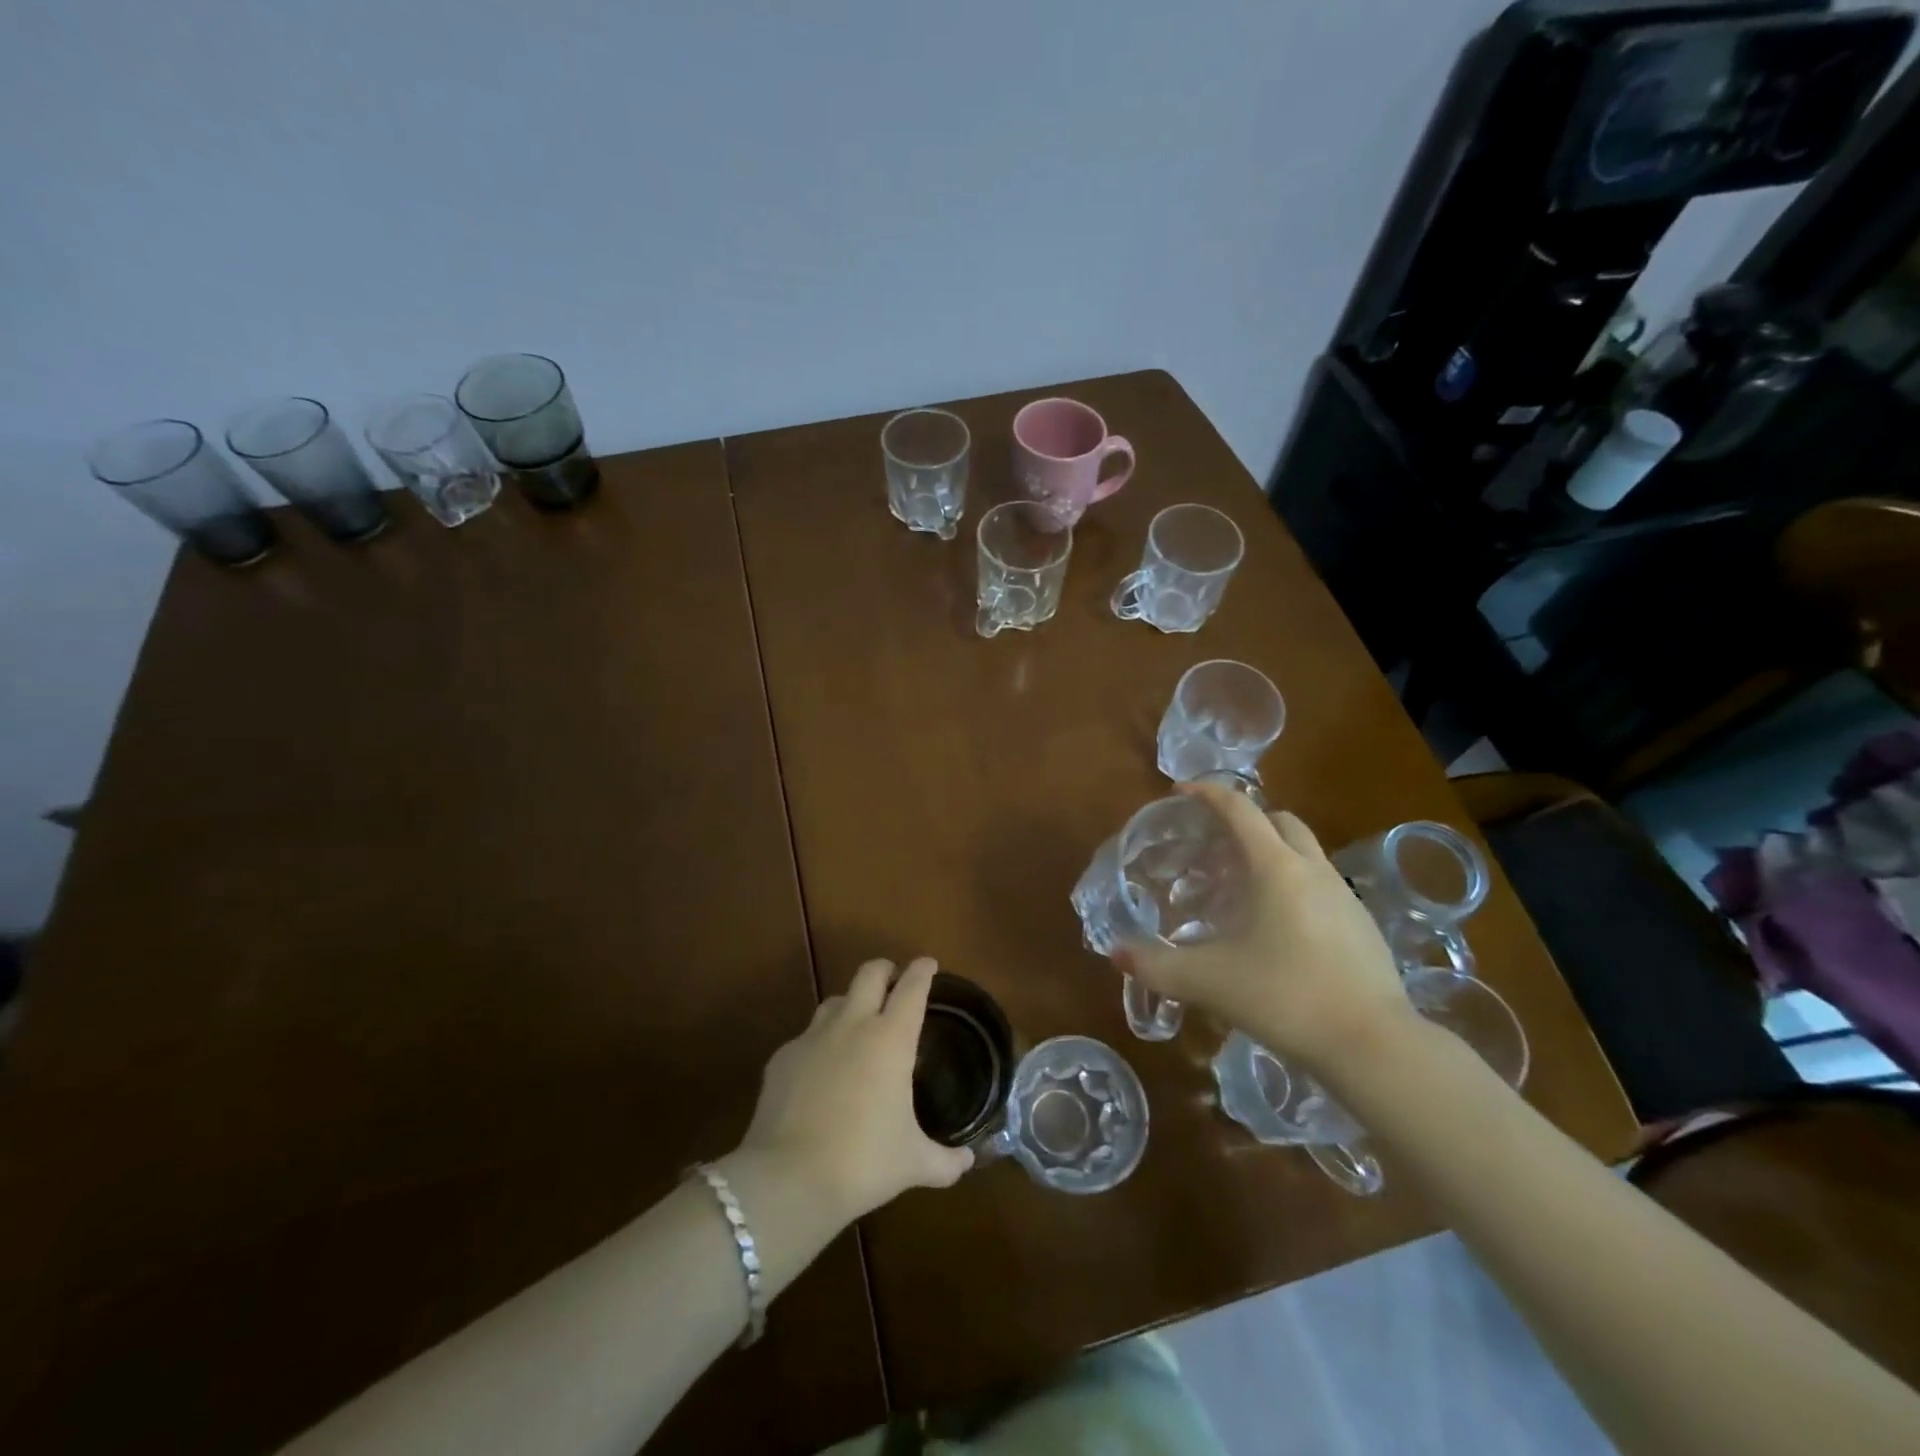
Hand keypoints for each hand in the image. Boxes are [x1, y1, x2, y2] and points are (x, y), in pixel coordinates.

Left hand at [737, 957, 972, 1223]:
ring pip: (835, 1000)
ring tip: (858, 1023)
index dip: (922, 971)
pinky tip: (821, 1070)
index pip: (912, 988)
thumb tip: (967, 1162)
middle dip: (885, 970)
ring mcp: (813, 1037)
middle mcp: (853, 1025)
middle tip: (894, 981)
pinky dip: (819, 1044)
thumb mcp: (913, 1163)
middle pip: (870, 973)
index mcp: (891, 1038)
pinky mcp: (782, 1057)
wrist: (788, 1178)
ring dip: (851, 1003)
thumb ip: (945, 1161)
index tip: (928, 964)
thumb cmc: (863, 1162)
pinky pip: (806, 1037)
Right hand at [1114, 782, 1410, 1071]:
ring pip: (1304, 854)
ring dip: (1271, 855)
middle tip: (1213, 846)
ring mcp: (1344, 896)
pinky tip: (1277, 930)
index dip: (1207, 793)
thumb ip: (1157, 966)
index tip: (1179, 791)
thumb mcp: (1209, 981)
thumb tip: (1116, 954)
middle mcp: (1312, 869)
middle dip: (1246, 821)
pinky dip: (1293, 887)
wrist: (1374, 1046)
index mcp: (1275, 867)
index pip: (1239, 809)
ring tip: (1239, 889)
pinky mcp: (1362, 926)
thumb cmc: (1285, 997)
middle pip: (1279, 821)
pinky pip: (1321, 886)